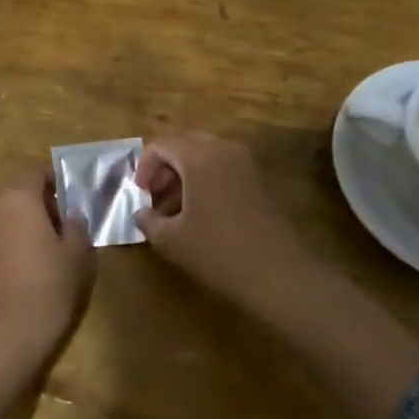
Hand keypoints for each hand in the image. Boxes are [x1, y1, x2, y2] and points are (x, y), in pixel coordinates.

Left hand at [0, 168, 97, 375]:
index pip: (38, 171)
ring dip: (29, 223)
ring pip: (9, 214)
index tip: (78, 196)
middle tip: (71, 225)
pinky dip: (16, 242)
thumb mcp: (77, 255)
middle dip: (45, 203)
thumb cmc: (45, 289)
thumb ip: (76, 226)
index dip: (60, 180)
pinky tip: (33, 269)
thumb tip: (70, 216)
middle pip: (21, 191)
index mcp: (16, 196)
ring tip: (55, 249)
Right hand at [135, 133, 312, 318]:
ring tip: (174, 209)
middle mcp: (222, 149)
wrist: (277, 273)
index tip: (140, 194)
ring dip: (184, 175)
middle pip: (183, 145)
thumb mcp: (170, 240)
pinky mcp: (258, 179)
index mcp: (198, 156)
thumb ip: (147, 220)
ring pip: (204, 156)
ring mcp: (244, 163)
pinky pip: (222, 167)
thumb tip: (141, 212)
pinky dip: (205, 180)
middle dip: (164, 168)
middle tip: (155, 197)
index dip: (144, 167)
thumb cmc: (217, 251)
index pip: (160, 145)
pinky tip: (200, 213)